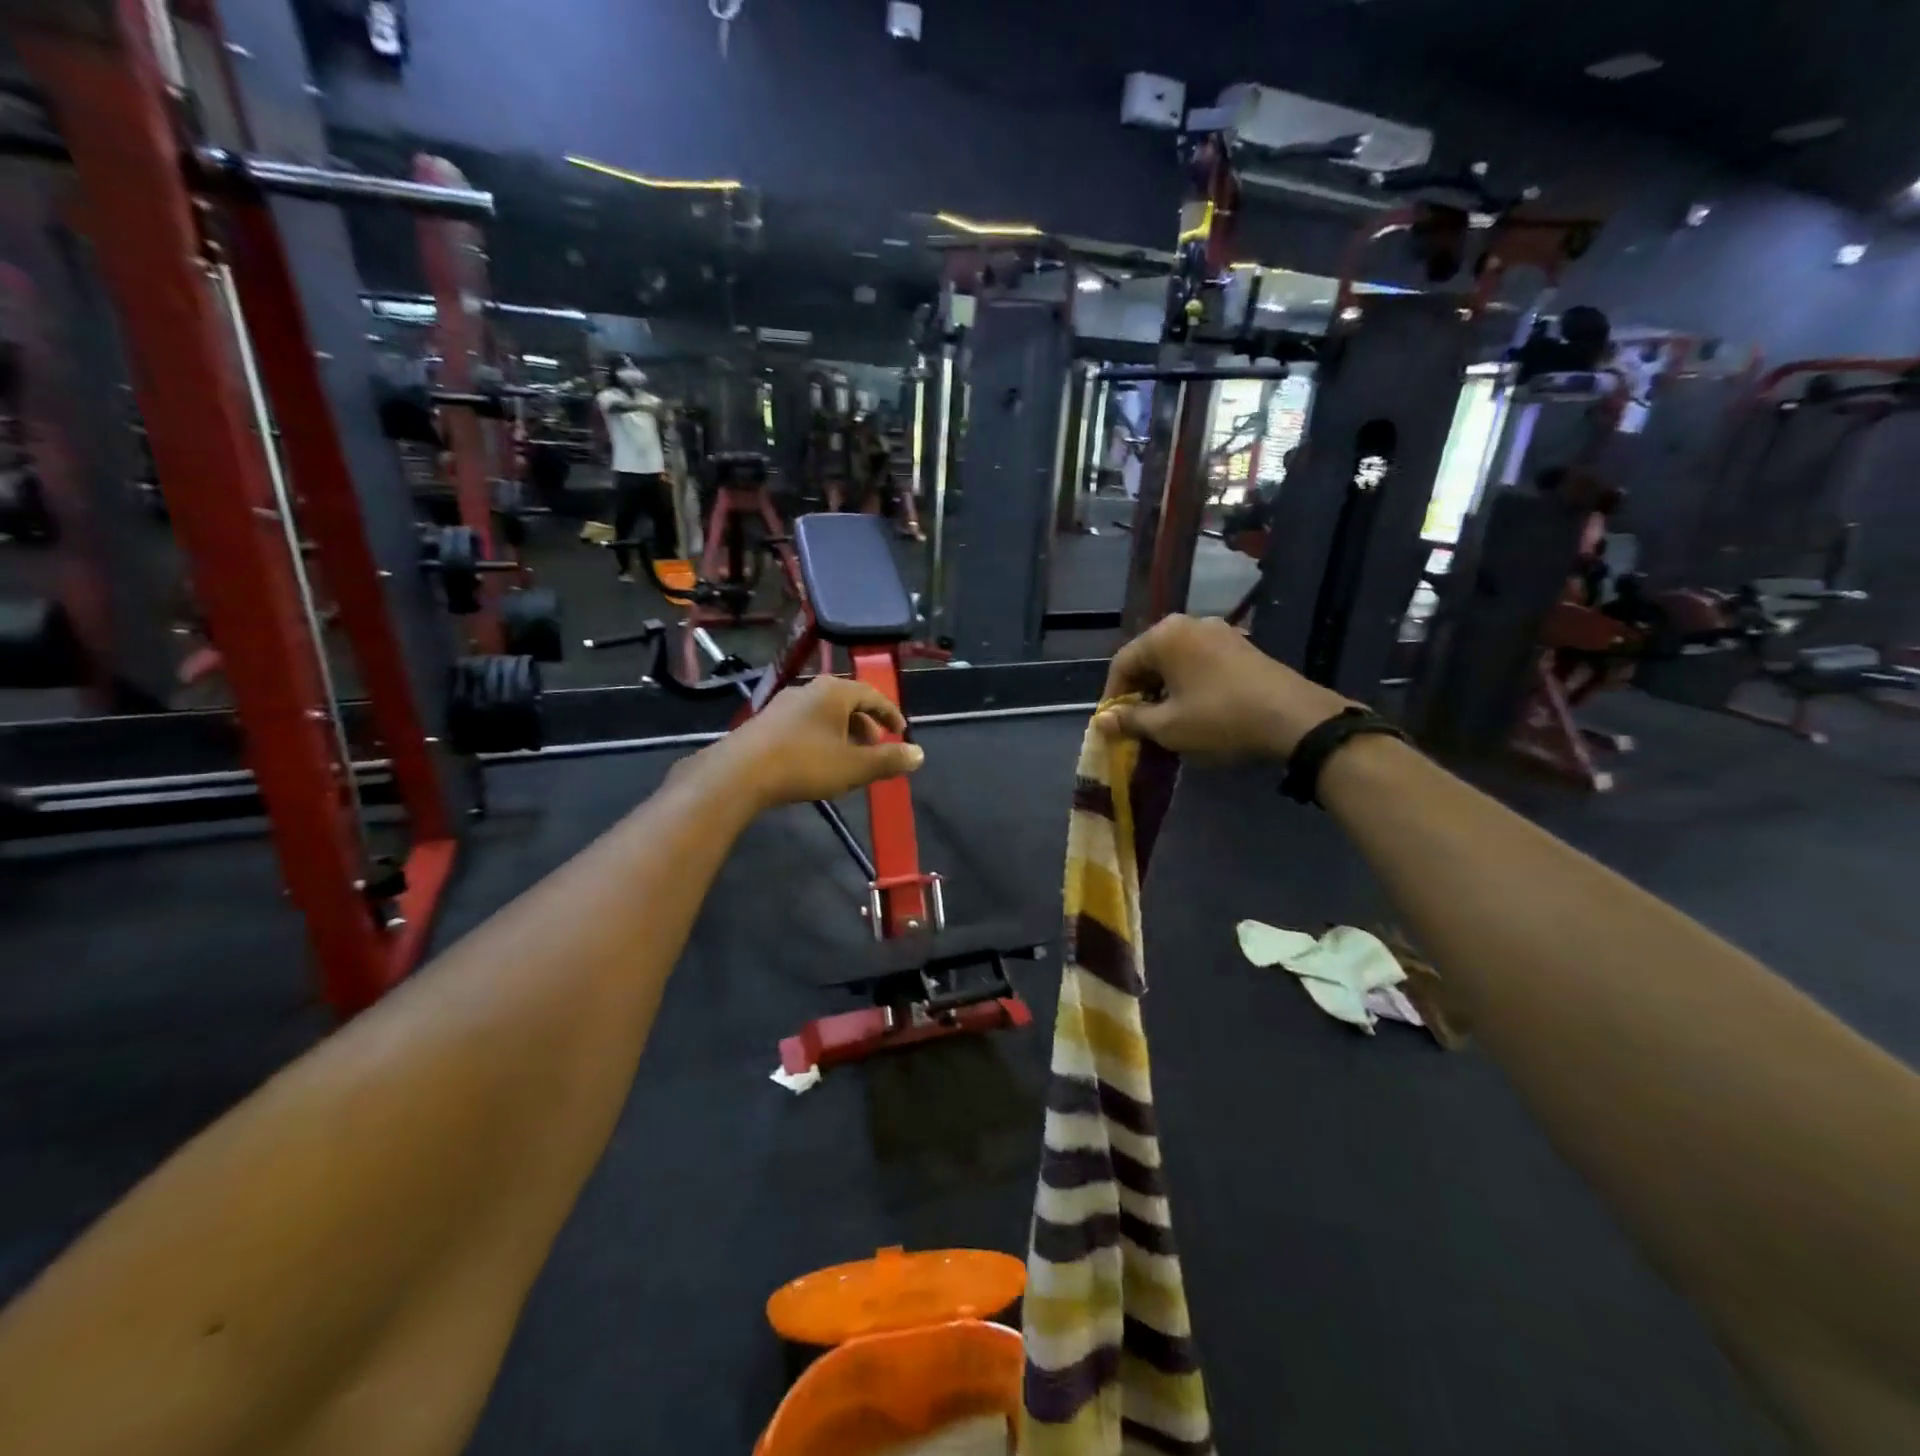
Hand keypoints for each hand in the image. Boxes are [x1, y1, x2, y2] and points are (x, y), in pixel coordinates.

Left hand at [709, 675, 923, 807]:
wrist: (740, 774)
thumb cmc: (805, 764)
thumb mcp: (854, 767)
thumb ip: (888, 760)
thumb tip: (918, 754)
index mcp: (835, 692)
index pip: (873, 695)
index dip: (890, 714)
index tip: (901, 733)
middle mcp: (810, 689)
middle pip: (848, 703)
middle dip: (866, 726)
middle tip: (876, 750)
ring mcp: (784, 704)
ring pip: (825, 714)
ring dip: (843, 734)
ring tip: (850, 759)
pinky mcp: (766, 722)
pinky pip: (805, 724)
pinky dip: (822, 738)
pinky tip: (819, 762)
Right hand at [1095, 614, 1352, 757]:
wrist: (1293, 717)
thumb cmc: (1219, 718)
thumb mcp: (1168, 726)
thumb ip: (1130, 720)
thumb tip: (1102, 721)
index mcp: (1165, 635)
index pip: (1122, 663)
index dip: (1112, 696)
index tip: (1113, 725)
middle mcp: (1189, 623)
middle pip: (1148, 658)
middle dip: (1138, 691)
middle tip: (1137, 724)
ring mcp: (1218, 631)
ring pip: (1175, 660)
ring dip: (1163, 689)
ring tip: (1165, 720)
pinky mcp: (1240, 645)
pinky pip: (1199, 661)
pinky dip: (1188, 683)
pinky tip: (1194, 708)